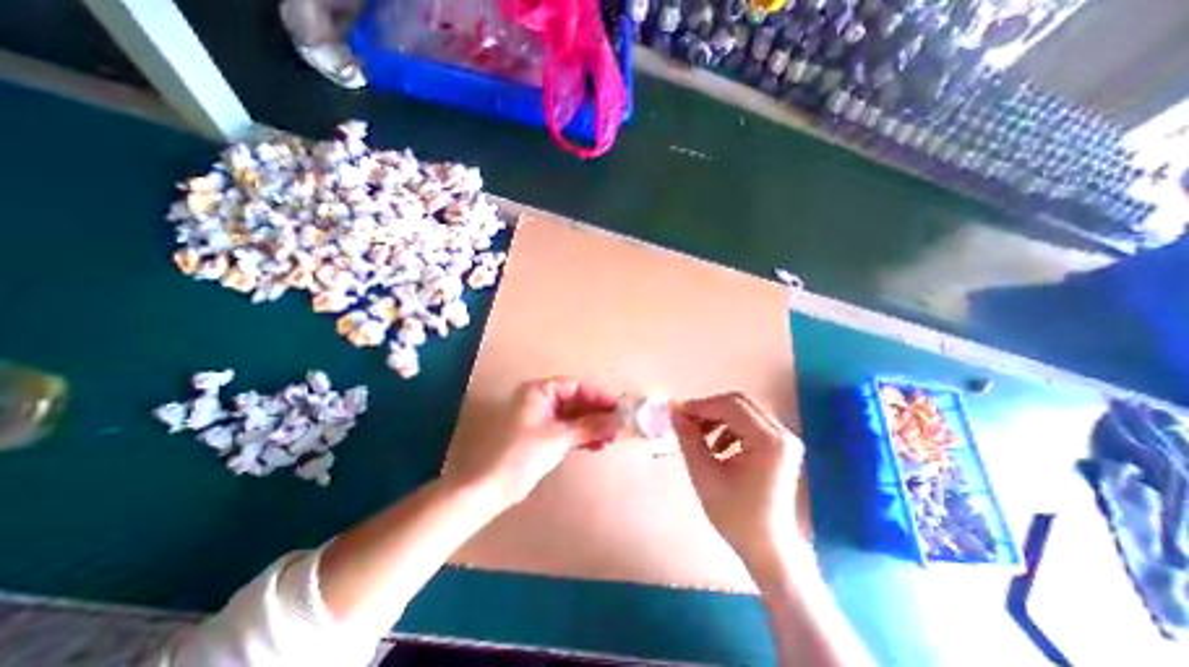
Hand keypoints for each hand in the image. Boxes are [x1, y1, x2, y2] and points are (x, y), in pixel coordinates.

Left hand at [443, 377, 623, 507]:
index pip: (576, 387)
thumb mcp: (559, 438)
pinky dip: (582, 436)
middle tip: (617, 426)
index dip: (598, 396)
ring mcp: (542, 418)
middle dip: (597, 414)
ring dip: (592, 426)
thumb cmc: (523, 455)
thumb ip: (591, 426)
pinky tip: (597, 444)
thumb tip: (618, 419)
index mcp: (539, 391)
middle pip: (576, 401)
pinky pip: (568, 429)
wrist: (493, 488)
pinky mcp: (543, 435)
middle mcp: (541, 400)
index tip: (618, 408)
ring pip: (574, 417)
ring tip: (610, 438)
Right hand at [673, 393, 801, 574]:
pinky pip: (750, 424)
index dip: (701, 406)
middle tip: (686, 421)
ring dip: (718, 418)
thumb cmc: (736, 515)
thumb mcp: (704, 474)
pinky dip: (729, 427)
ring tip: (699, 437)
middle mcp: (782, 434)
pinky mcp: (780, 447)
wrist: (767, 548)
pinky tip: (716, 447)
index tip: (677, 413)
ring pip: (744, 411)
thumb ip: (687, 438)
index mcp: (769, 441)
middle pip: (739, 403)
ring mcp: (784, 440)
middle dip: (709, 409)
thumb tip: (673, 411)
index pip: (731, 406)